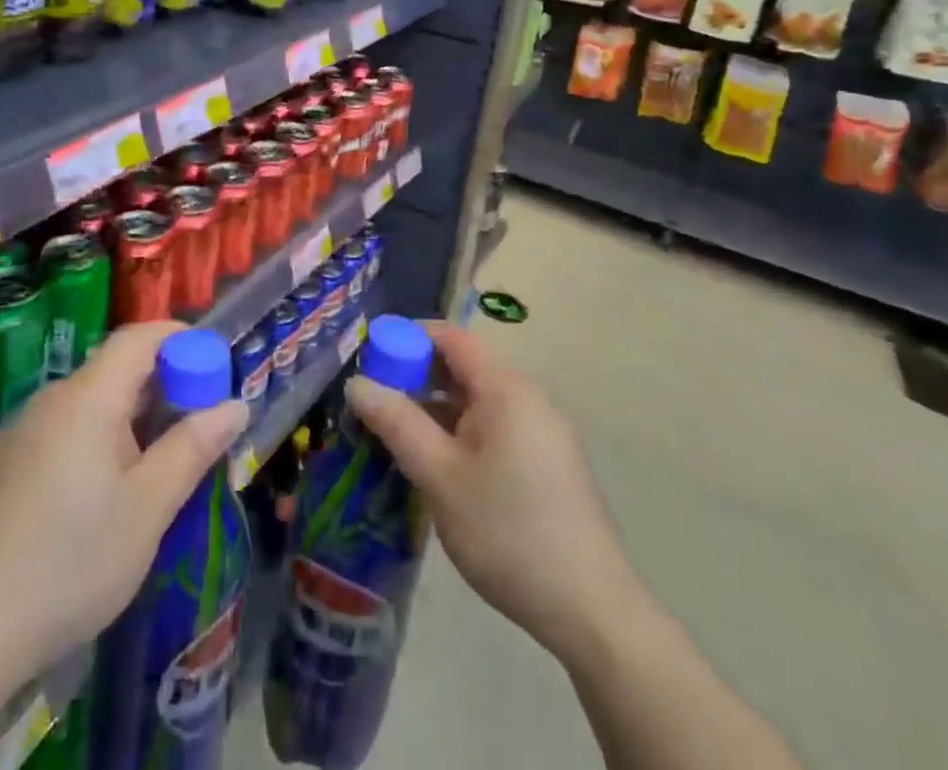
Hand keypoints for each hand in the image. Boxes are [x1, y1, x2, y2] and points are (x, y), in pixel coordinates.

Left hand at [0, 322, 248, 687]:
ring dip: (130, 417)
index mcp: (88, 397)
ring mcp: (21, 433)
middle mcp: (51, 400)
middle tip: (195, 424)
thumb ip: (193, 448)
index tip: (212, 365)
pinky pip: (63, 431)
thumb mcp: (148, 507)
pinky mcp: (3, 467)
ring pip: (90, 403)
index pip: (139, 337)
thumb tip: (235, 406)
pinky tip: (101, 495)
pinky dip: (97, 439)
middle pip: (115, 369)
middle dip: (162, 385)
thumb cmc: (71, 560)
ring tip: (156, 464)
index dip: (179, 339)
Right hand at [344, 322, 629, 666]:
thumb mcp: (440, 476)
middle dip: (417, 378)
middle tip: (377, 404)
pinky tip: (440, 468)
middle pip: (465, 367)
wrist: (590, 610)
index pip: (451, 337)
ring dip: (437, 411)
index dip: (409, 339)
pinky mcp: (549, 464)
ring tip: (399, 438)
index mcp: (506, 389)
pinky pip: (496, 428)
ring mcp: (543, 432)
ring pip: (478, 402)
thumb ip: (396, 423)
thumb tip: (357, 382)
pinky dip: (462, 433)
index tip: (371, 361)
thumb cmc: (507, 531)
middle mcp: (528, 398)